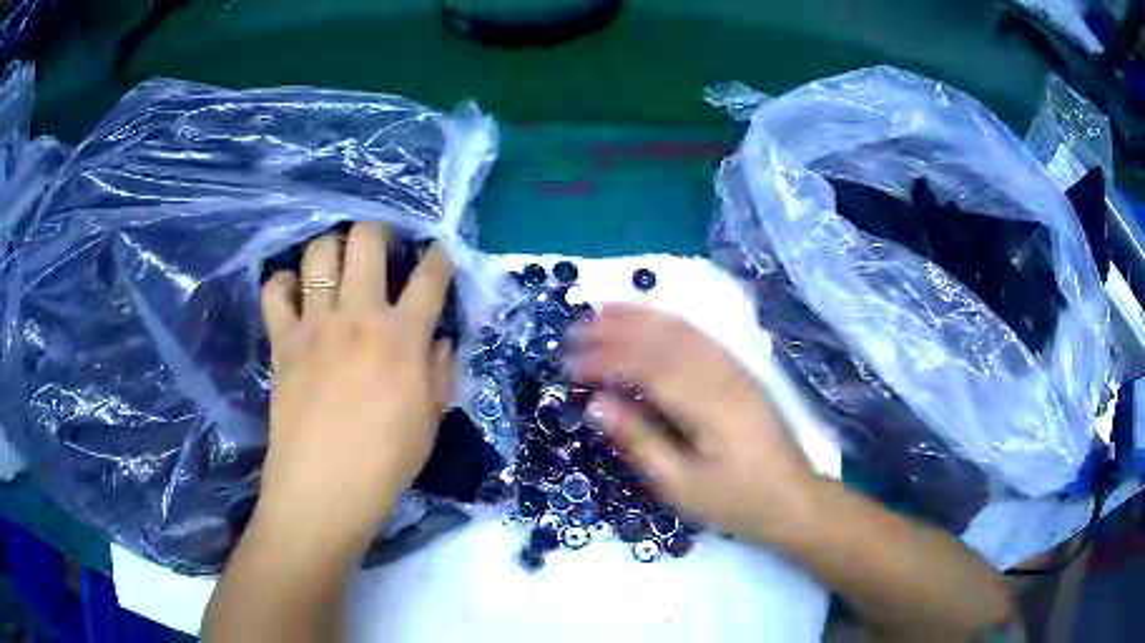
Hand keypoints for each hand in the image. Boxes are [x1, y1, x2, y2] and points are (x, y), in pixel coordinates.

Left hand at [255, 222, 454, 554]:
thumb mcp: (430, 420)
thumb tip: (440, 339)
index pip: (430, 278)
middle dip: (380, 230)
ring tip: (337, 264)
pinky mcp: (283, 340)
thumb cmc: (386, 461)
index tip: (437, 253)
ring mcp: (316, 324)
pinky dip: (283, 283)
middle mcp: (359, 316)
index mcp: (403, 337)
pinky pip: (274, 292)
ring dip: (332, 248)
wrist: (325, 487)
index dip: (439, 257)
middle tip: (382, 247)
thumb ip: (439, 371)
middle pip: (367, 240)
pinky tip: (293, 292)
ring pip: (319, 252)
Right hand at [566, 304, 817, 542]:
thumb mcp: (682, 486)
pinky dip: (669, 322)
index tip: (569, 366)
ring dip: (641, 316)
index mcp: (708, 406)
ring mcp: (736, 369)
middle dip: (616, 329)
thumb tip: (597, 405)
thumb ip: (639, 441)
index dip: (604, 360)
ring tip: (603, 310)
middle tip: (575, 330)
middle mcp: (722, 376)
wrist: (793, 499)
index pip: (646, 367)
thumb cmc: (736, 501)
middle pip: (664, 338)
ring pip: (683, 329)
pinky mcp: (741, 372)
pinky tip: (650, 321)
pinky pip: (701, 336)